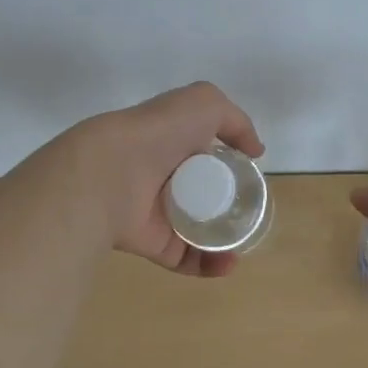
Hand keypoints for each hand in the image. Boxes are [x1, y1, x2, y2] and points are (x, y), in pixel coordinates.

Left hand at [73, 82, 265, 277]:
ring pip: (200, 230)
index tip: (251, 176)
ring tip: (243, 242)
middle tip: (252, 213)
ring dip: (226, 240)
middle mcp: (165, 177)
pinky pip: (189, 259)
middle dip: (231, 206)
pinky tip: (229, 261)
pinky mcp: (155, 244)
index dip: (229, 164)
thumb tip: (255, 152)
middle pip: (205, 195)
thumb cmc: (159, 132)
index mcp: (174, 143)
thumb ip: (235, 120)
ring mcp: (160, 213)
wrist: (112, 172)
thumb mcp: (204, 102)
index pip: (206, 155)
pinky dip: (211, 265)